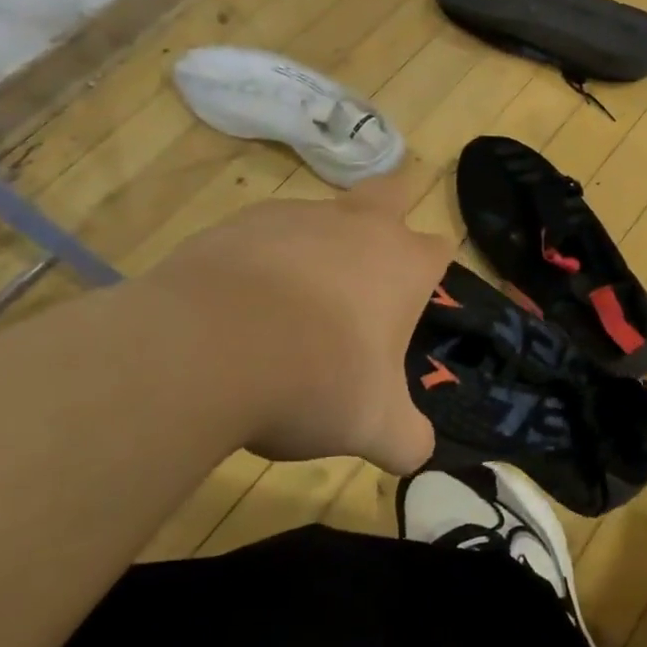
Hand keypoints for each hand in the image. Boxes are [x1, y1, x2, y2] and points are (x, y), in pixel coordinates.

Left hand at [145, 174, 451, 473]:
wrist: (208, 350)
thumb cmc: (317, 380)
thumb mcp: (375, 427)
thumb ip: (406, 440)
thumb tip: (418, 454)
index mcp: (404, 265)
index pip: (439, 248)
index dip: (431, 270)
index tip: (414, 300)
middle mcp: (358, 227)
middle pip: (391, 192)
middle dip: (393, 208)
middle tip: (372, 256)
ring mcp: (296, 218)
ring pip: (322, 214)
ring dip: (319, 244)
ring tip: (293, 303)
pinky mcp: (237, 225)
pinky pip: (262, 234)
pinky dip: (261, 260)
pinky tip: (241, 304)